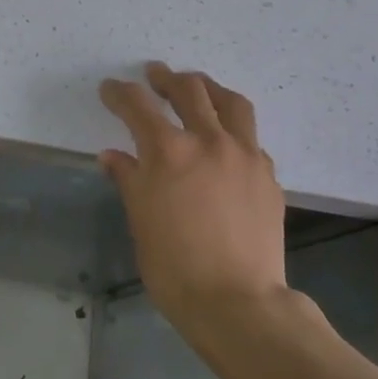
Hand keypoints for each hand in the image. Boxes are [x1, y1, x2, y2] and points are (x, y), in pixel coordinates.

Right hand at [99, 63, 287, 331]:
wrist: (238, 302)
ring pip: (230, 102)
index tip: (109, 90)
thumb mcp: (139, 219)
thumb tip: (113, 156)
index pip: (136, 104)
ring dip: (208, 88)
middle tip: (154, 76)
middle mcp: (208, 141)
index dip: (118, 92)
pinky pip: (250, 137)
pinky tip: (225, 140)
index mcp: (168, 151)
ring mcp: (244, 155)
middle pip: (188, 89)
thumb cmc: (174, 265)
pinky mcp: (267, 175)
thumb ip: (128, 179)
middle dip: (165, 78)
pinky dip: (232, 128)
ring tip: (197, 87)